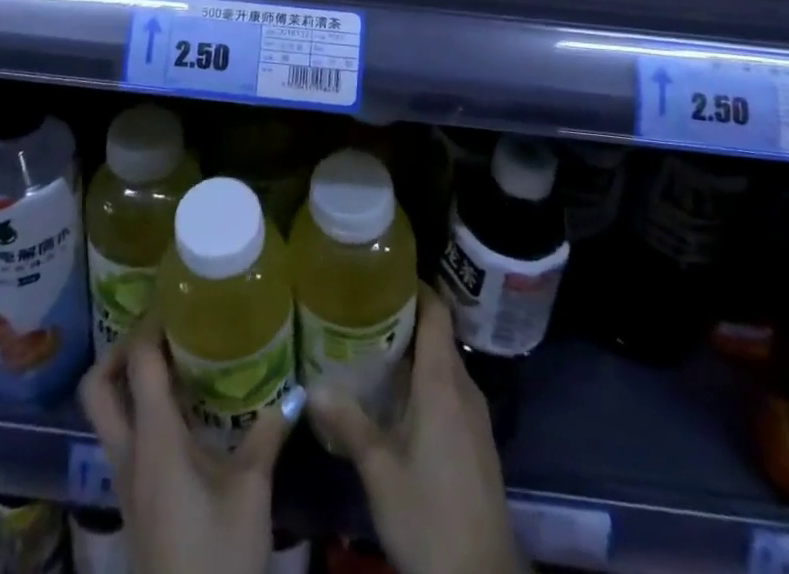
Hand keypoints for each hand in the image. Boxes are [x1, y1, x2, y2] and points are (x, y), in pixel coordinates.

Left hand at [79, 309, 297, 573]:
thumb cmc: (217, 558)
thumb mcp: (251, 493)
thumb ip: (266, 435)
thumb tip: (293, 392)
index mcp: (154, 440)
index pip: (137, 363)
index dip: (151, 324)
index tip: (176, 298)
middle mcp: (128, 453)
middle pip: (97, 387)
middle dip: (119, 350)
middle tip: (160, 331)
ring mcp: (125, 480)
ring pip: (107, 414)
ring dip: (129, 381)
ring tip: (175, 360)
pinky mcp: (134, 501)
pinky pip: (125, 439)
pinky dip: (142, 412)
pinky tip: (183, 413)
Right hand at [309, 285, 528, 573]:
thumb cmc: (430, 517)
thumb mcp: (381, 472)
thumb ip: (349, 424)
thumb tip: (312, 387)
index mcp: (443, 383)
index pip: (437, 313)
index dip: (416, 286)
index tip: (385, 272)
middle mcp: (464, 388)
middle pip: (438, 335)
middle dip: (405, 317)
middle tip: (363, 307)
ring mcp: (474, 415)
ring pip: (443, 364)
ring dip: (414, 351)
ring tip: (372, 345)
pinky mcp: (476, 439)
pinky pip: (450, 389)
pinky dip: (424, 379)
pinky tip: (396, 396)